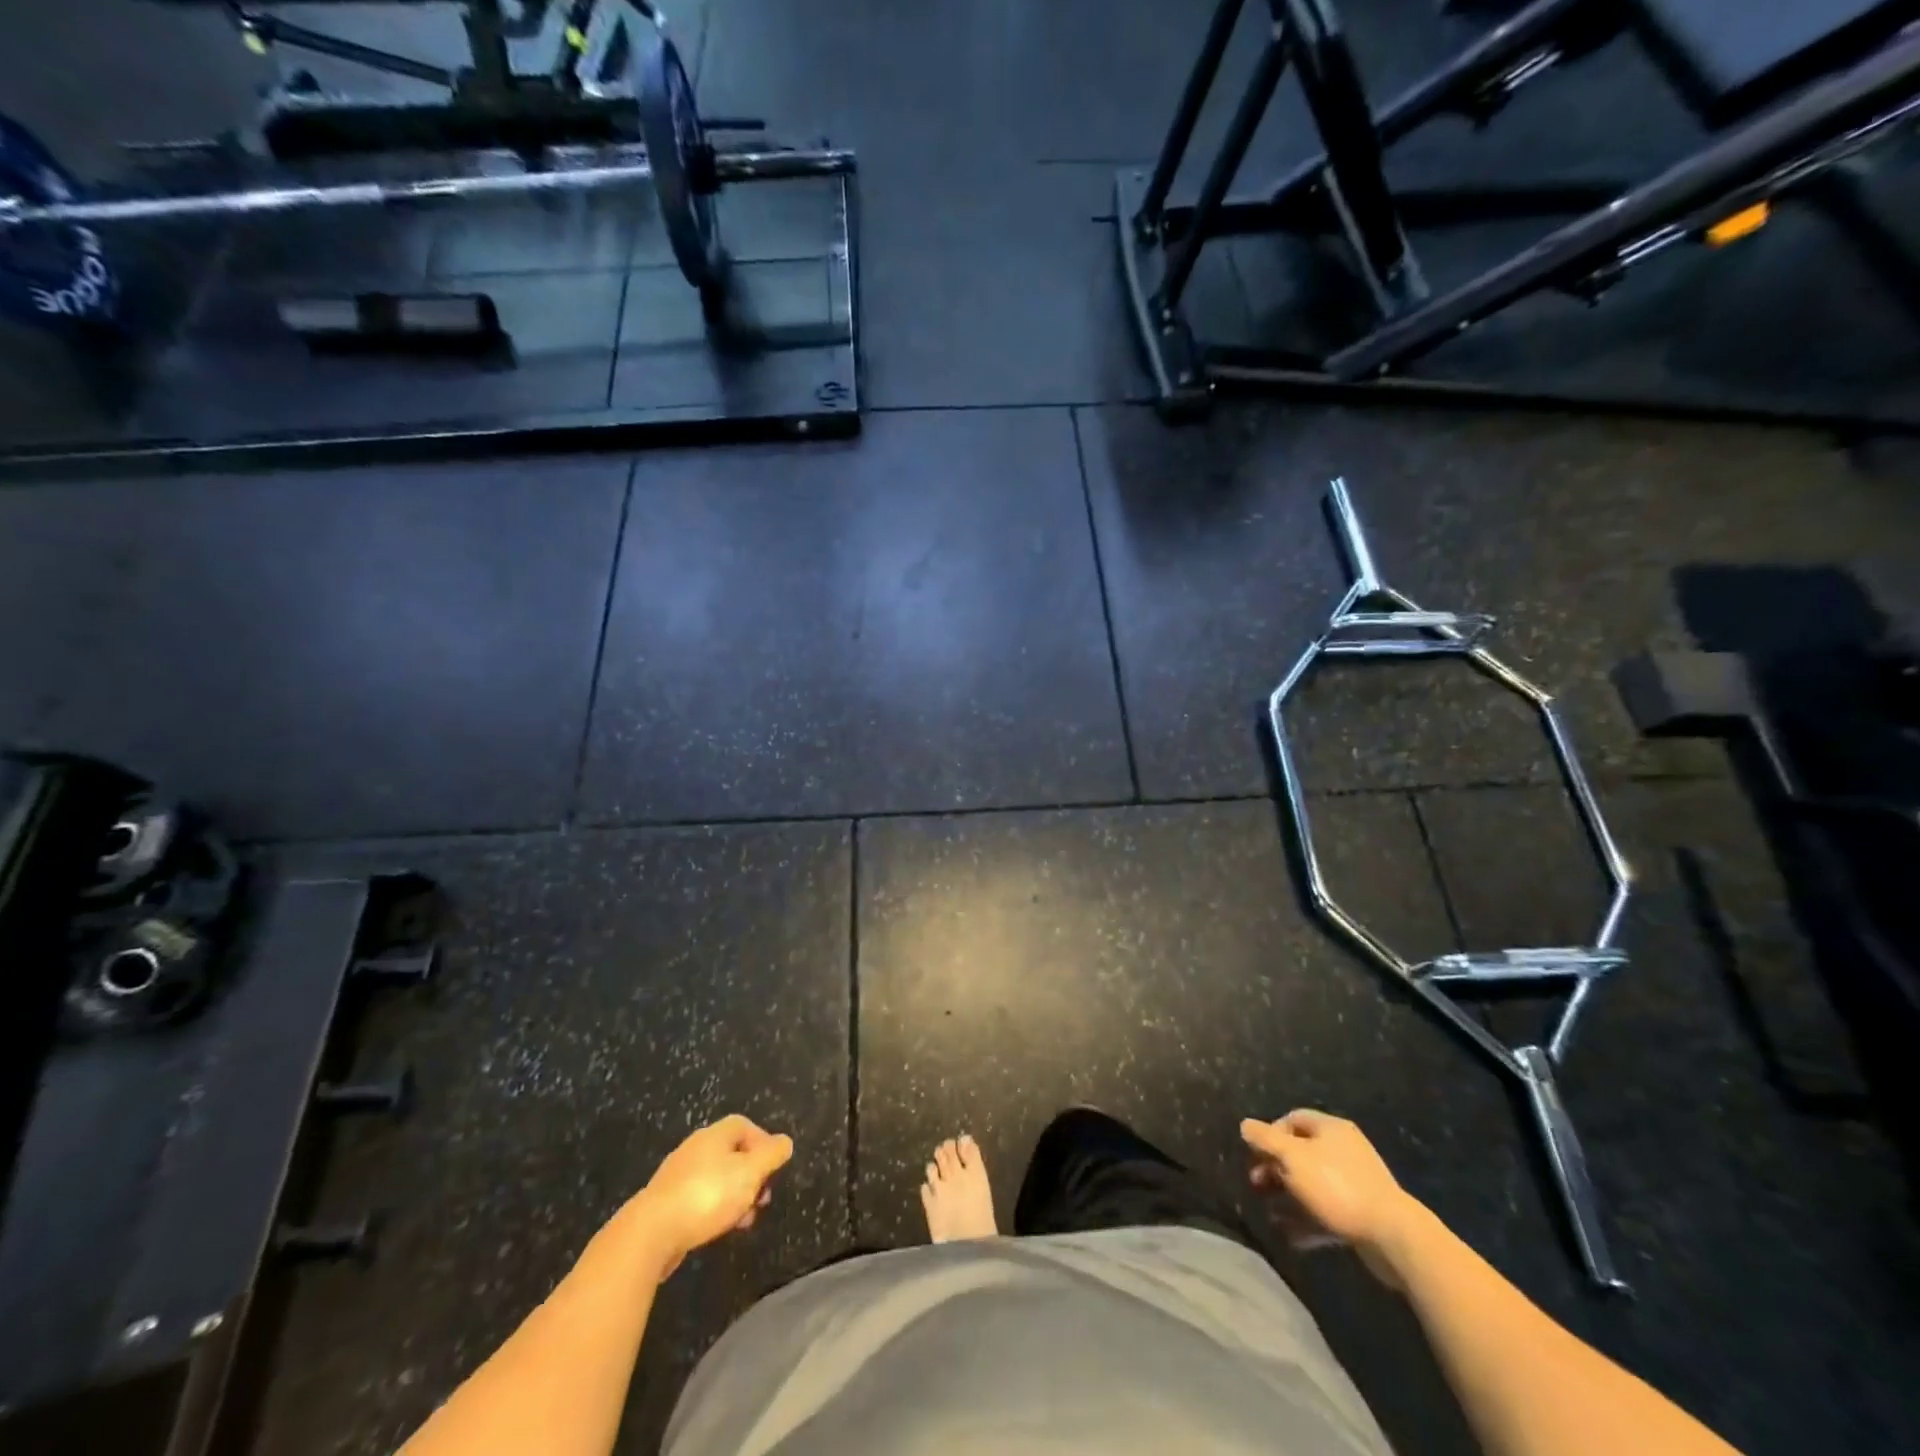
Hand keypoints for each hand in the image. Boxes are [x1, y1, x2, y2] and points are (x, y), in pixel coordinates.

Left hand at [633, 1115, 793, 1276]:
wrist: (650, 1233)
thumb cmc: (707, 1196)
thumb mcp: (750, 1173)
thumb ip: (771, 1155)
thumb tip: (785, 1142)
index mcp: (715, 1135)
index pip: (745, 1126)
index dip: (763, 1143)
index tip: (774, 1168)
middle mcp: (695, 1148)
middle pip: (732, 1153)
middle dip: (751, 1175)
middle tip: (761, 1198)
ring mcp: (677, 1176)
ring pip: (716, 1179)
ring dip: (735, 1196)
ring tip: (743, 1221)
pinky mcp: (666, 1203)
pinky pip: (699, 1199)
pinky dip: (714, 1209)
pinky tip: (718, 1229)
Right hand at [1241, 1110, 1421, 1286]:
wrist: (1393, 1236)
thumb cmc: (1336, 1186)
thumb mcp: (1292, 1158)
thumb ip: (1265, 1139)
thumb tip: (1245, 1125)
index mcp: (1330, 1129)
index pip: (1292, 1119)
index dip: (1270, 1134)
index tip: (1255, 1156)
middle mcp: (1344, 1149)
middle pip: (1300, 1152)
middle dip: (1275, 1169)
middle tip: (1257, 1186)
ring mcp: (1356, 1182)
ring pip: (1312, 1185)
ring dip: (1288, 1197)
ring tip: (1270, 1214)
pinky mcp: (1362, 1213)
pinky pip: (1327, 1211)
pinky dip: (1307, 1220)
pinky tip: (1291, 1236)